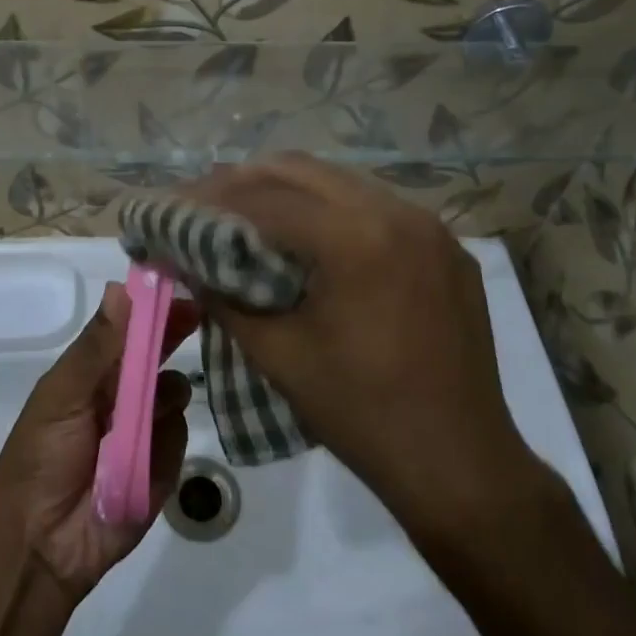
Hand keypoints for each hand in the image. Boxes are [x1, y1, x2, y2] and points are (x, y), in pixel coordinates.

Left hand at [0, 284, 198, 601]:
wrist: (41, 546)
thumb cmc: (41, 458)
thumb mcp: (62, 395)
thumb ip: (97, 347)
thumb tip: (121, 288)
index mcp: (91, 372)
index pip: (128, 328)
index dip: (151, 309)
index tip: (178, 288)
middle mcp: (120, 394)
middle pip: (156, 355)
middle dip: (172, 337)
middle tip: (198, 318)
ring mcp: (144, 429)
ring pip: (174, 393)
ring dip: (165, 395)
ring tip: (140, 419)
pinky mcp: (162, 465)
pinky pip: (178, 438)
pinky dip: (164, 444)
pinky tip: (142, 460)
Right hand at [182, 155, 544, 523]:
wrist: (461, 465)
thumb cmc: (362, 415)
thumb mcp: (279, 355)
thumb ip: (225, 298)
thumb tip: (185, 262)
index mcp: (357, 238)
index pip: (266, 198)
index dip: (211, 200)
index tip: (174, 207)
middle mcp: (397, 212)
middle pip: (301, 170)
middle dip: (244, 180)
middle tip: (204, 202)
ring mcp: (429, 226)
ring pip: (340, 182)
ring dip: (287, 190)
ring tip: (247, 212)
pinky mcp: (447, 246)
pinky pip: (376, 207)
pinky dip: (331, 210)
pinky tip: (310, 238)